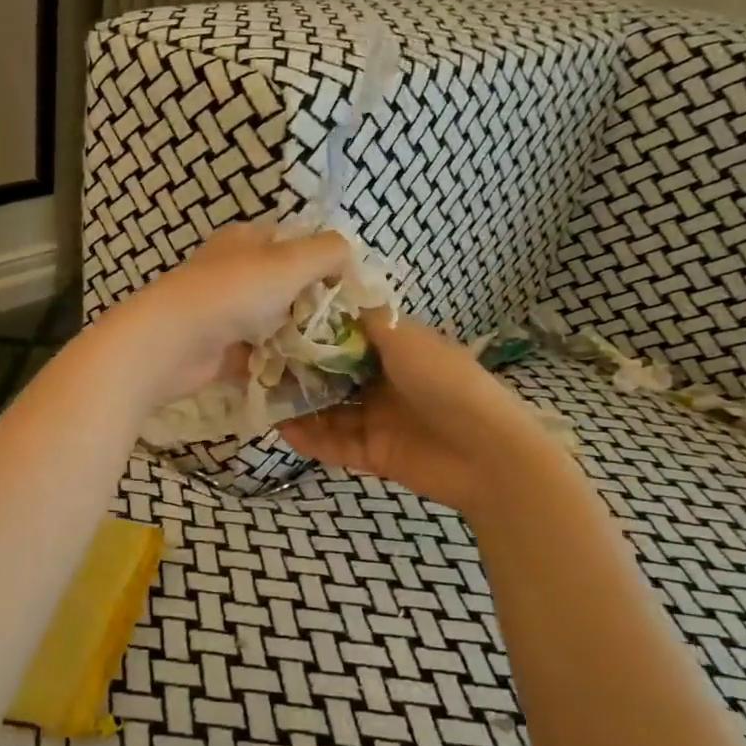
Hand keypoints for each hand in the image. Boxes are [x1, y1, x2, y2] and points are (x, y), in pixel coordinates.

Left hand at [100, 221, 351, 404]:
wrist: (171, 343)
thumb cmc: (232, 292)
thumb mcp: (289, 261)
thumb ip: (327, 252)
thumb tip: (350, 253)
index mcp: (245, 240)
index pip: (294, 241)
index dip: (324, 259)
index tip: (353, 286)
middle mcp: (233, 272)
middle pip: (285, 284)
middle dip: (315, 303)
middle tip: (350, 325)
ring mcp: (224, 312)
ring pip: (272, 322)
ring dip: (299, 336)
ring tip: (336, 353)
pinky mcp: (218, 350)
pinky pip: (257, 355)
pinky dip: (278, 364)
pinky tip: (308, 375)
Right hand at [279, 313, 560, 512]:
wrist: (488, 454)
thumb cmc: (448, 383)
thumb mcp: (407, 339)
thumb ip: (366, 320)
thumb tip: (333, 292)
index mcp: (396, 351)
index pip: (346, 338)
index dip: (314, 333)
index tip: (277, 325)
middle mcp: (383, 383)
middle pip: (332, 376)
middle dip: (299, 372)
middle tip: (258, 365)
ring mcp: (377, 420)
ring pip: (328, 411)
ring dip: (298, 406)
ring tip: (261, 398)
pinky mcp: (373, 454)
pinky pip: (334, 445)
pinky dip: (309, 439)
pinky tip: (280, 429)